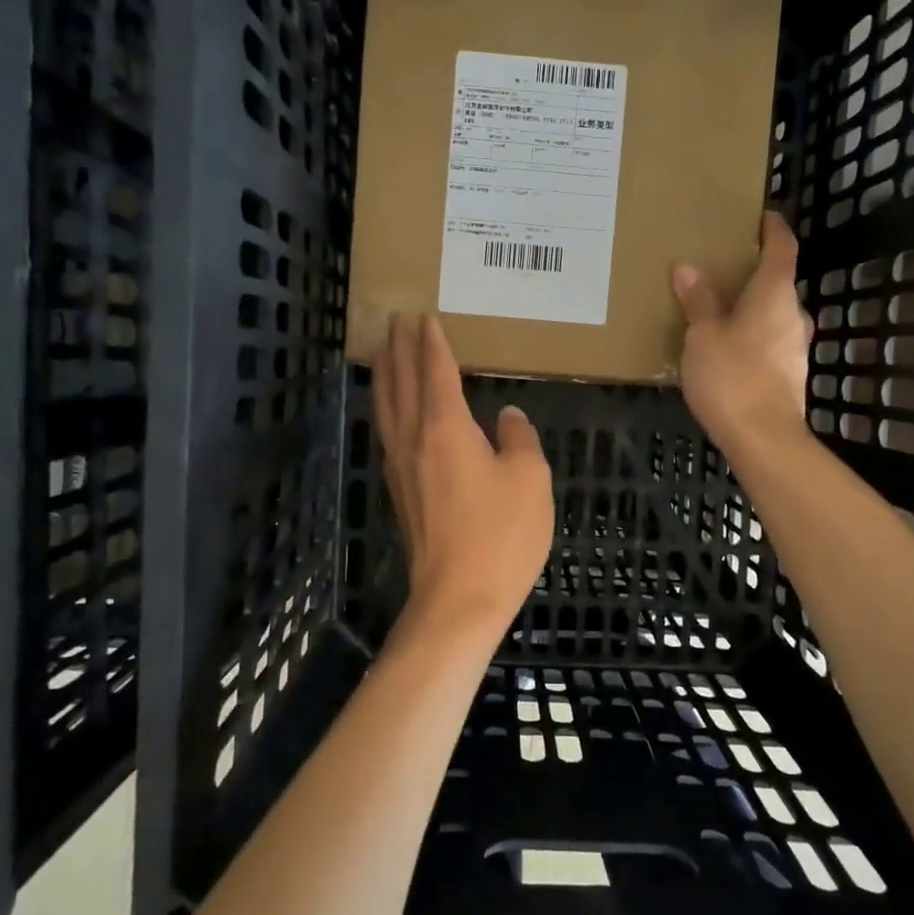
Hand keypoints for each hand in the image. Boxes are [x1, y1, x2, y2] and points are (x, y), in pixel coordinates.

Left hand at [374, 313, 555, 644]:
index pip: (435, 370)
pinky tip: (392, 411)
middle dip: (398, 348)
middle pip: (400, 381)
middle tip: (395, 319)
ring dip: (385, 374)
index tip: (424, 315)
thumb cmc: (501, 535)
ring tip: (383, 352)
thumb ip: (520, 439)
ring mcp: (401, 466)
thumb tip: (508, 417)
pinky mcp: (399, 491)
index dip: (432, 341)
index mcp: (446, 427)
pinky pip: (388, 431)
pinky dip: (387, 407)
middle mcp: (414, 438)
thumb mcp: (530, 479)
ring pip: (386, 406)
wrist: (458, 599)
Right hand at [671, 210, 813, 450]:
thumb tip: (687, 267)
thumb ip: (697, 301)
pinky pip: (769, 342)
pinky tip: (726, 350)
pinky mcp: (790, 375)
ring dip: (751, 309)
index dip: (774, 228)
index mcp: (774, 295)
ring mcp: (796, 347)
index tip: (762, 215)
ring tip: (718, 310)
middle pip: (778, 283)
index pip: (783, 247)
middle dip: (753, 274)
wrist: (764, 438)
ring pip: (773, 315)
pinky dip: (751, 336)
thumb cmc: (732, 376)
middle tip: (723, 269)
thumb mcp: (703, 335)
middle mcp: (793, 315)